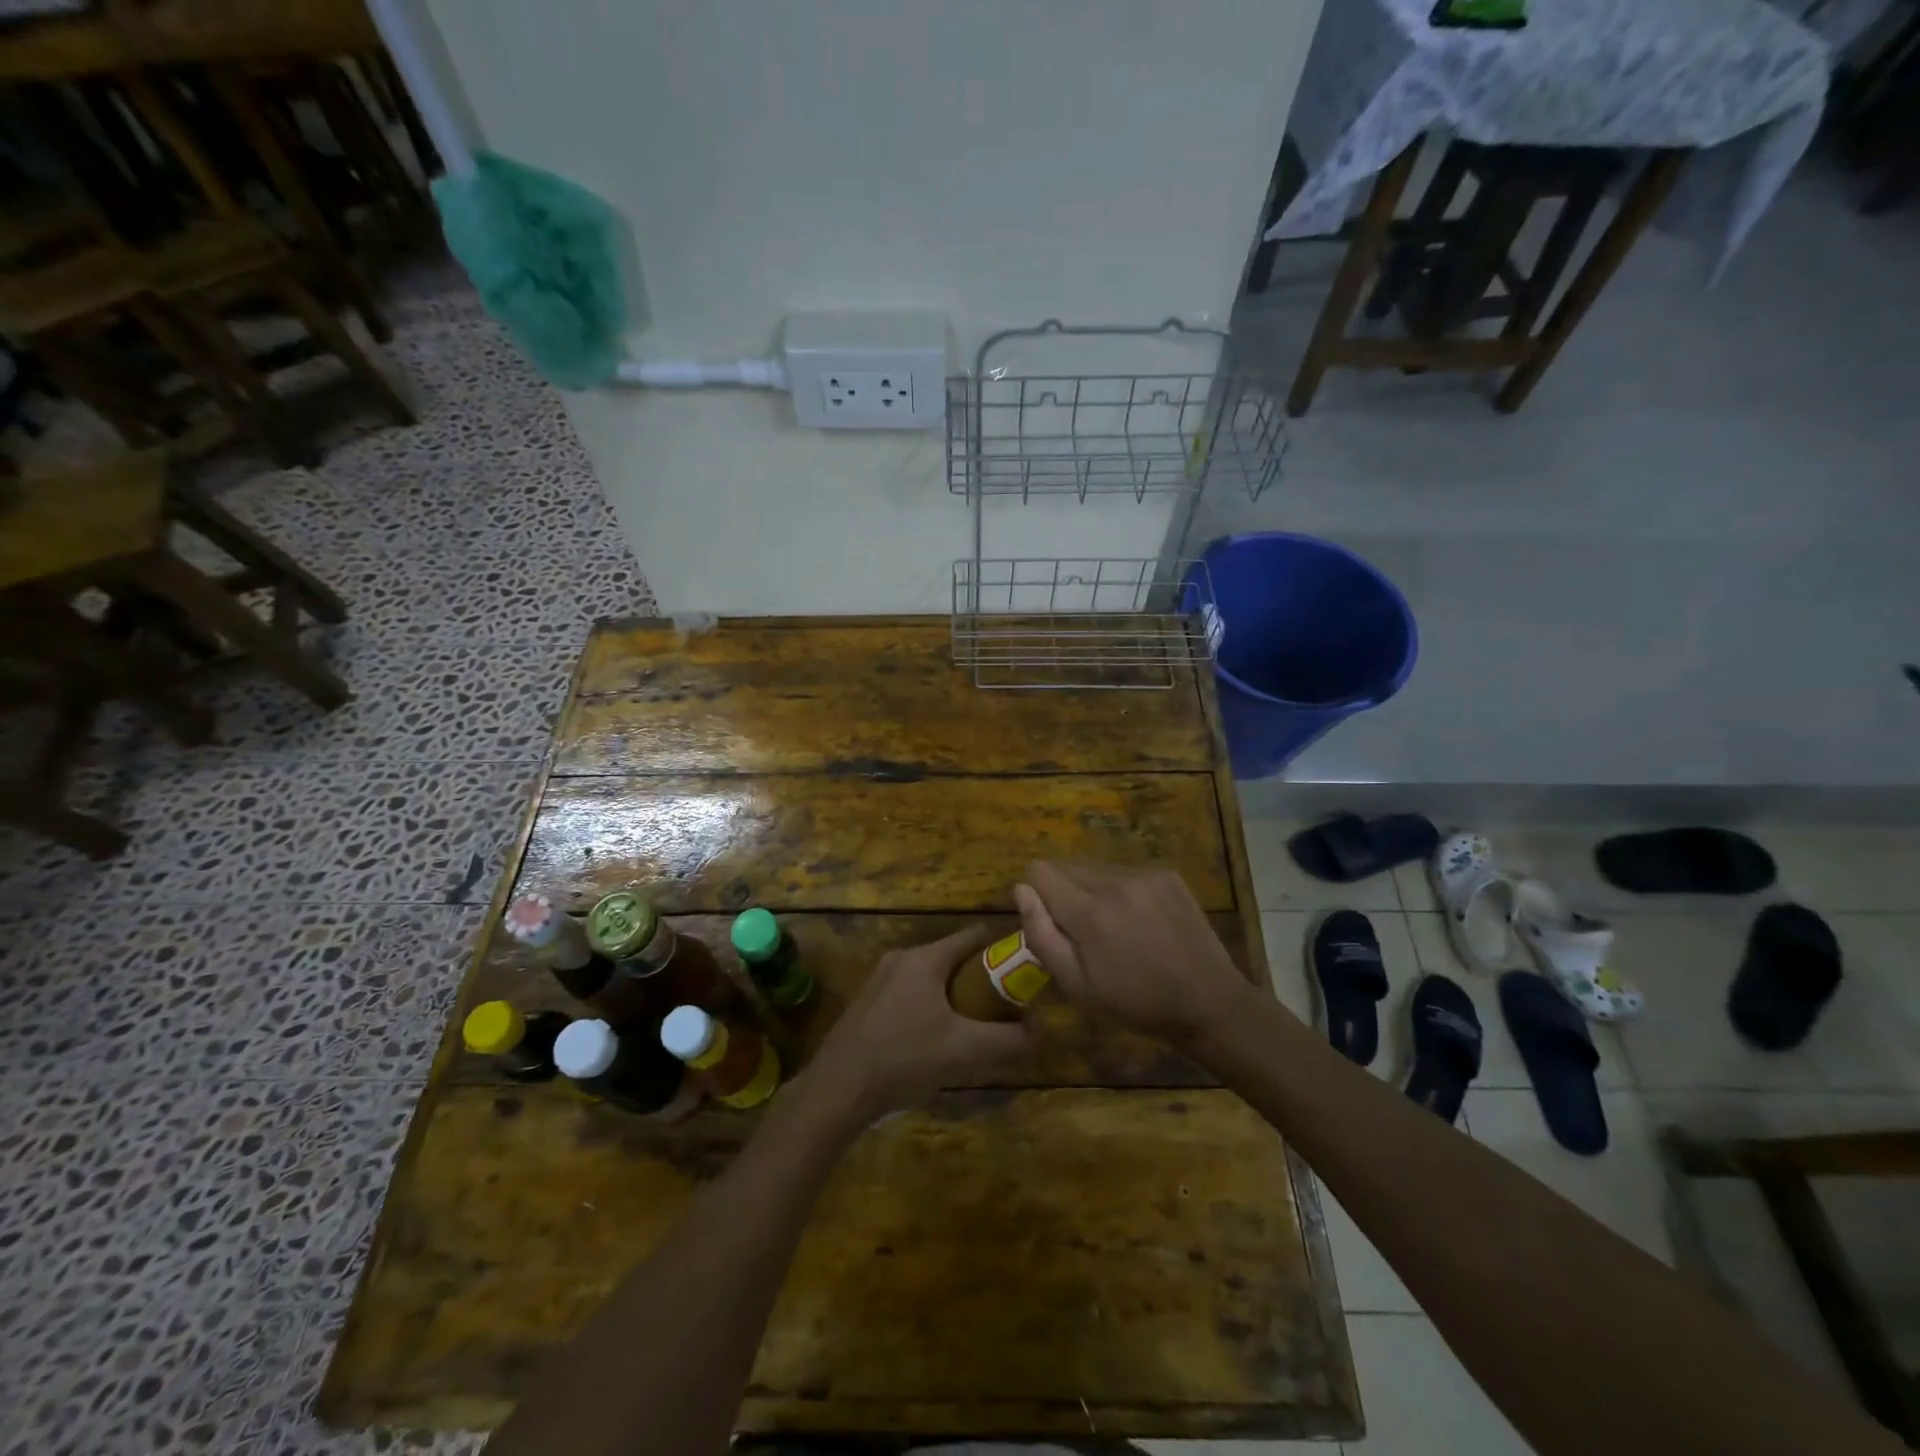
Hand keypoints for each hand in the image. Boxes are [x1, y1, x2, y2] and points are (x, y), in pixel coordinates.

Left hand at [805, 924, 1031, 1121]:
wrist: (837, 1088)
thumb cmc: (904, 1058)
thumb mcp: (963, 1051)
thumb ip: (1006, 1039)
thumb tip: (1038, 1031)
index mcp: (925, 958)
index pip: (974, 936)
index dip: (1002, 949)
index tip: (1023, 972)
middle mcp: (901, 958)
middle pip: (953, 958)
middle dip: (981, 980)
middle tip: (1003, 1009)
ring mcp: (880, 979)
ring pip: (931, 978)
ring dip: (955, 997)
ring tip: (973, 1029)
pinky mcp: (868, 1003)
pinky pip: (911, 994)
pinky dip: (931, 1007)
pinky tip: (936, 1042)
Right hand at [1015, 862, 1253, 1047]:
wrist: (1209, 1002)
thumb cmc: (1136, 1002)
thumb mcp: (1077, 985)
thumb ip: (1041, 935)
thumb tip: (1020, 890)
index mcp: (1088, 912)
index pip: (1040, 871)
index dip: (1036, 894)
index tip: (1051, 921)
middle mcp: (1114, 882)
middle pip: (1066, 866)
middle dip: (1063, 892)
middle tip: (1083, 932)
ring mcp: (1145, 875)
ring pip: (1096, 868)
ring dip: (1093, 889)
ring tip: (1115, 927)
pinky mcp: (1167, 875)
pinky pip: (1126, 872)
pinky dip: (1122, 890)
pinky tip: (1141, 921)